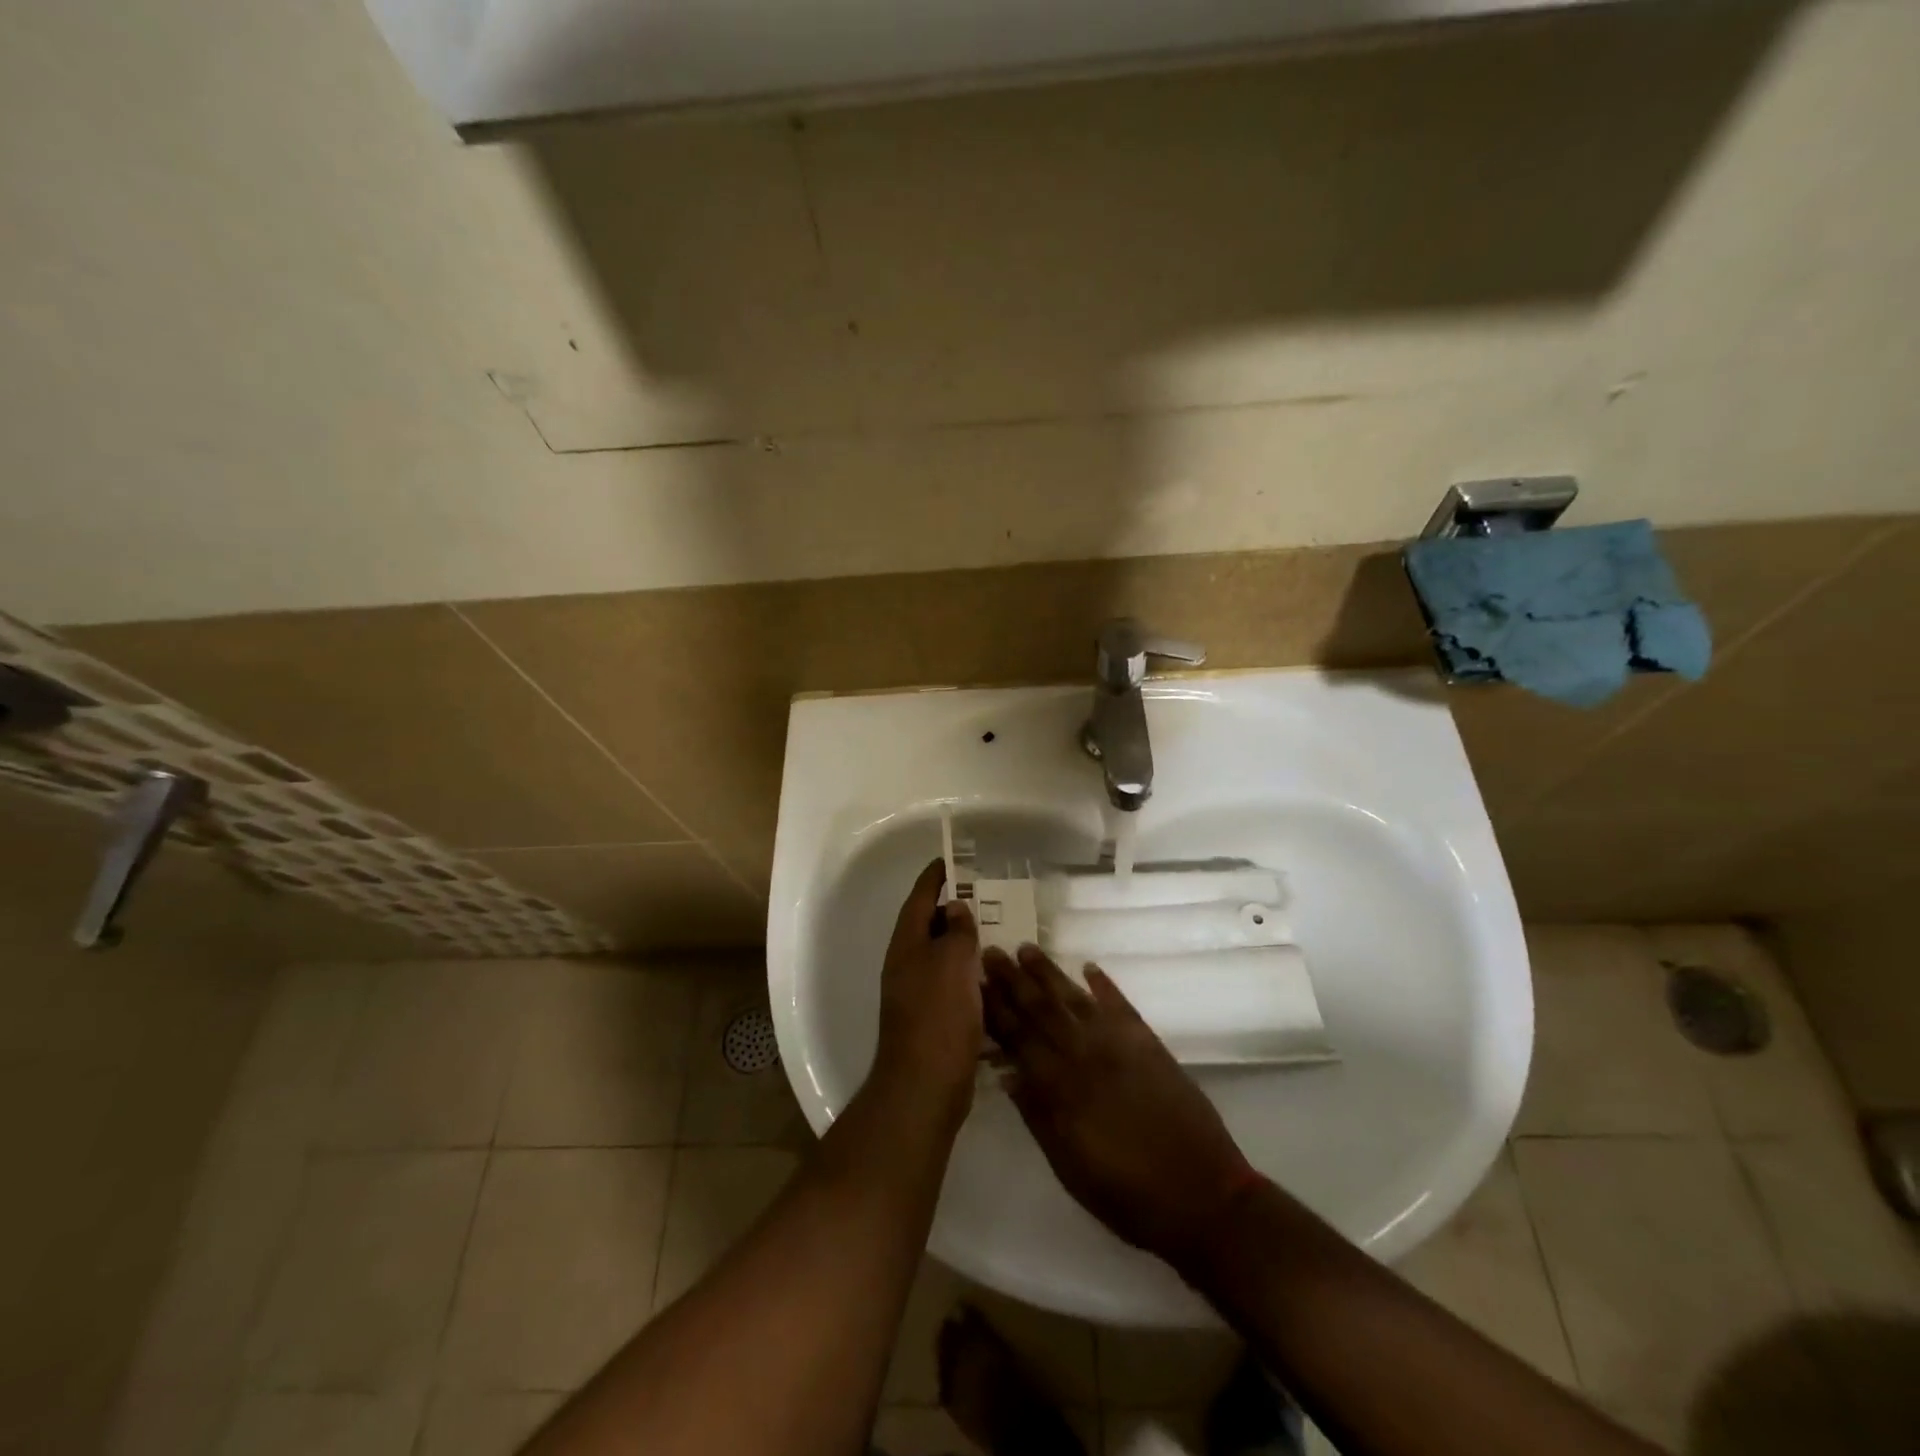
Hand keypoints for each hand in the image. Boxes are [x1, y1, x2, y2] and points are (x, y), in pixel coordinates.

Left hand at [871, 859, 982, 1126]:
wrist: (925, 1087)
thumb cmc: (938, 1017)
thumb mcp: (951, 963)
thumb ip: (955, 930)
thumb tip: (954, 907)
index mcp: (906, 946)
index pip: (918, 900)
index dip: (933, 878)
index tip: (950, 860)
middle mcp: (906, 966)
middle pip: (928, 927)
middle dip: (952, 909)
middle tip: (984, 896)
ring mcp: (917, 995)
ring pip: (942, 957)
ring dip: (963, 943)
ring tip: (995, 931)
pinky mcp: (932, 1020)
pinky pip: (951, 985)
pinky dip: (969, 975)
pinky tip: (993, 977)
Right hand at [983, 945, 1251, 1266]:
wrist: (1201, 1196)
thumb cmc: (1126, 1194)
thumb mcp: (1068, 1166)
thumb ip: (1037, 1116)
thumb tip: (1007, 1074)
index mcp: (1061, 1087)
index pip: (1018, 1037)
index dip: (995, 1009)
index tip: (976, 982)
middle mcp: (1085, 1055)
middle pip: (1042, 1009)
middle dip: (1014, 980)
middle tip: (992, 951)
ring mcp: (1120, 1045)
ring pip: (1075, 999)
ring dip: (1049, 973)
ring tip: (1027, 948)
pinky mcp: (1150, 1044)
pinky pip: (1121, 1005)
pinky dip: (1104, 985)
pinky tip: (1089, 967)